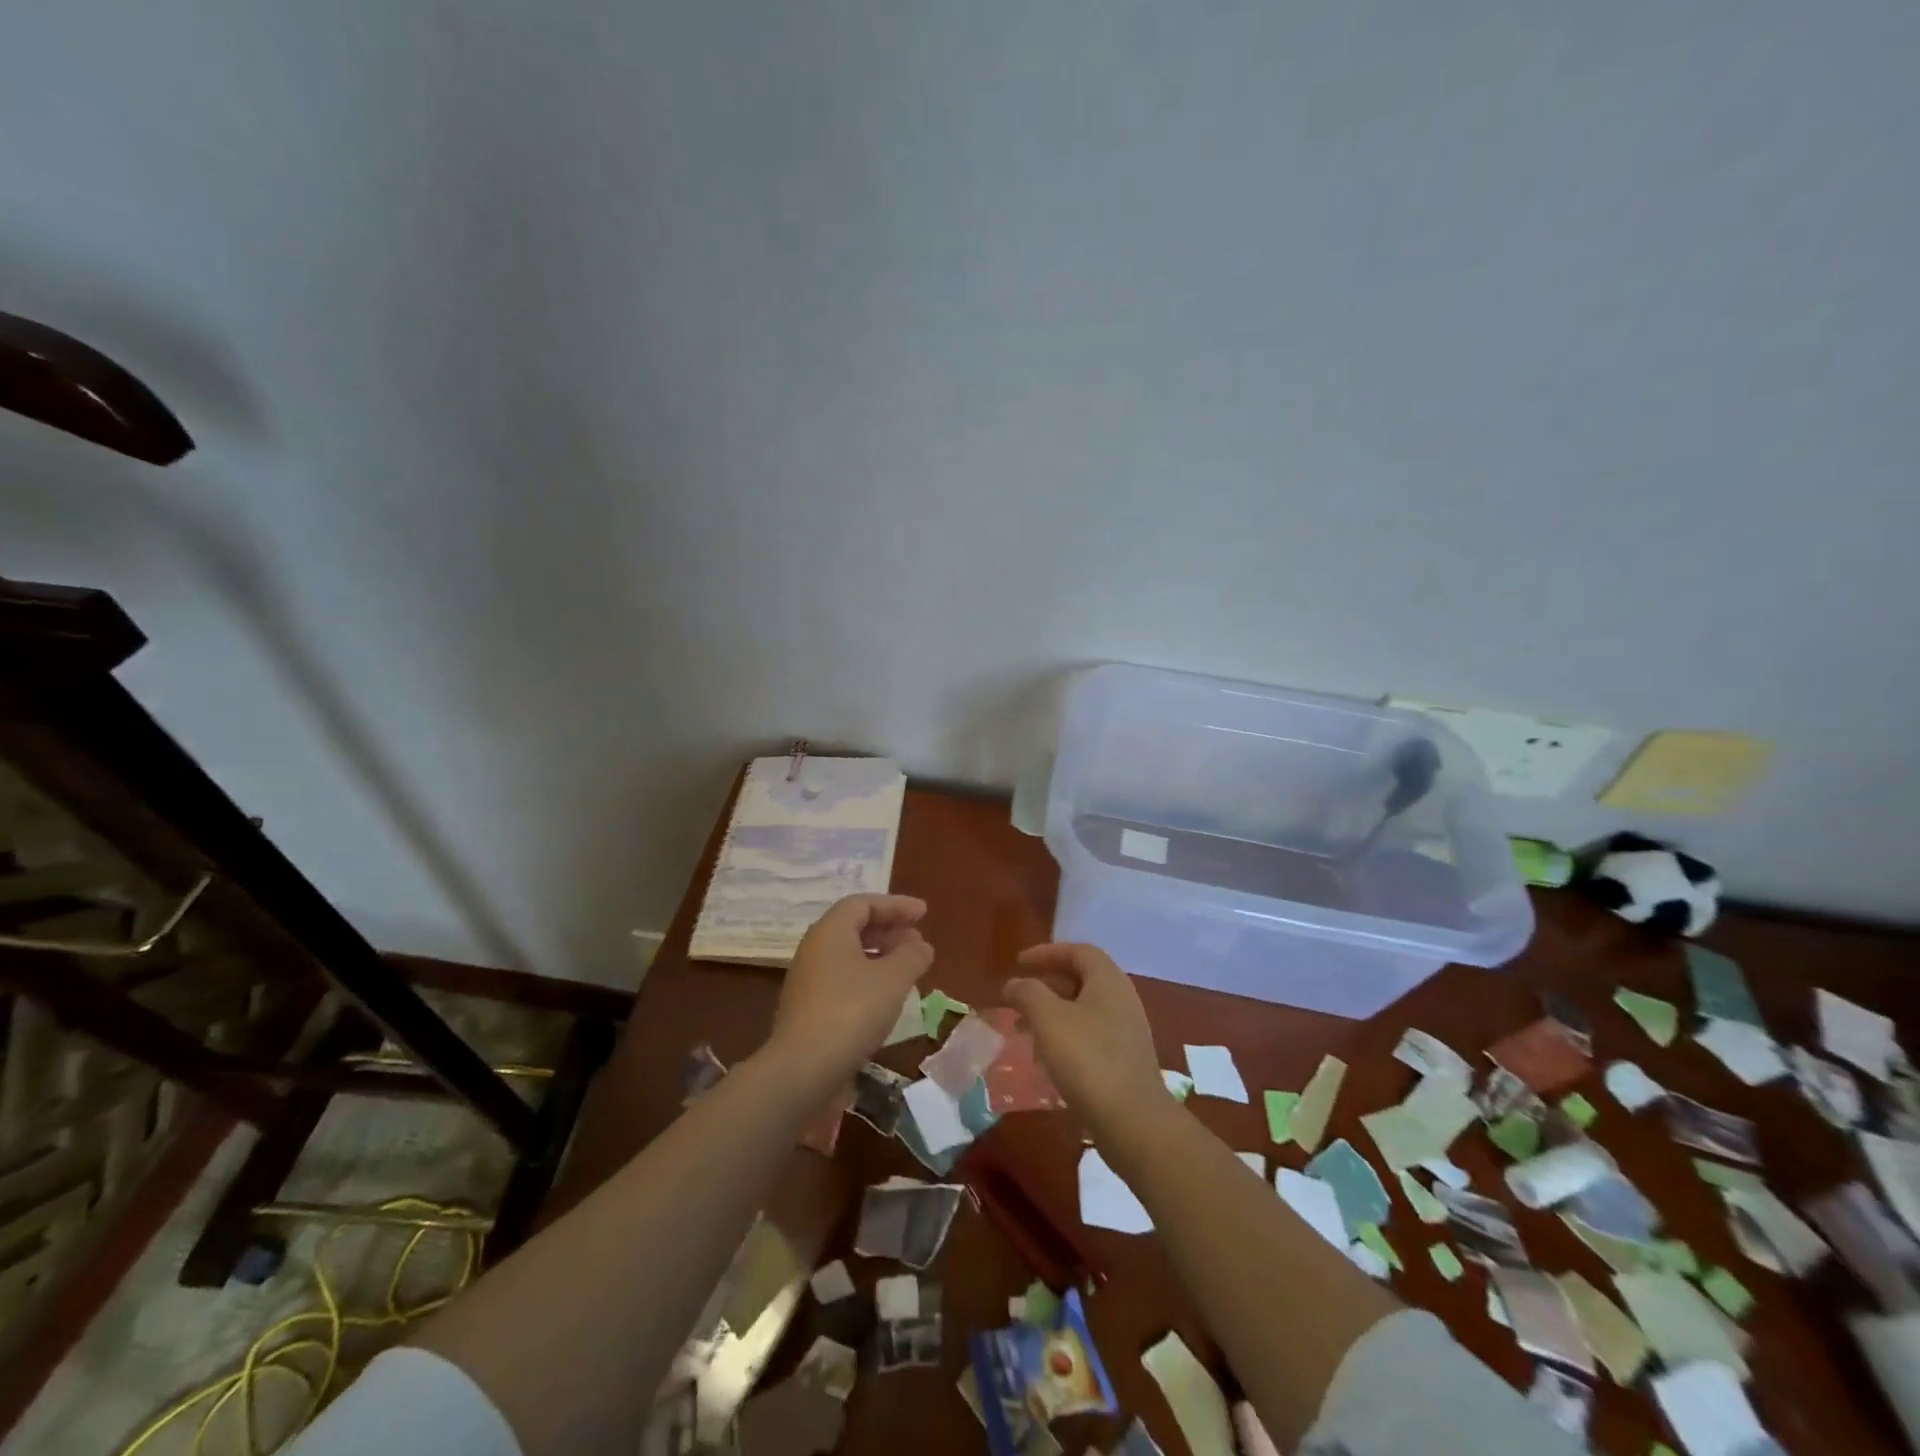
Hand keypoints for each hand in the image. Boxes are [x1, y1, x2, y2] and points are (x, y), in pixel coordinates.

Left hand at [768, 894, 932, 1082]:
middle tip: (917, 941)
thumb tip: (920, 945)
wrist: (802, 1070)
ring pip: (848, 955)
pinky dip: (867, 978)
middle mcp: (814, 949)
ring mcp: (808, 980)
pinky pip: (842, 979)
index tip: (923, 914)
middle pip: (854, 927)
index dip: (896, 905)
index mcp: (830, 931)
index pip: (863, 904)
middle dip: (889, 930)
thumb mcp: (893, 979)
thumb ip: (912, 955)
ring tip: (907, 969)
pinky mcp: (808, 1009)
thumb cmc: (851, 1012)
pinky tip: (886, 998)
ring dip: (880, 956)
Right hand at [1004, 943, 1166, 1127]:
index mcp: (1108, 981)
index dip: (1047, 952)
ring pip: (1084, 1010)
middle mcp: (1122, 1000)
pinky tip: (1047, 1059)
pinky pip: (1090, 1036)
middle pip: (1081, 979)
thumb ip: (1028, 993)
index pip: (1078, 951)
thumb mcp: (1048, 1018)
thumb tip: (1015, 983)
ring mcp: (1127, 1032)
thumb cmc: (1088, 1059)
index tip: (1018, 963)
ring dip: (1053, 1013)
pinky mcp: (1125, 1061)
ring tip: (1025, 1029)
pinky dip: (1065, 1037)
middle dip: (1047, 984)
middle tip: (1019, 997)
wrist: (1134, 1122)